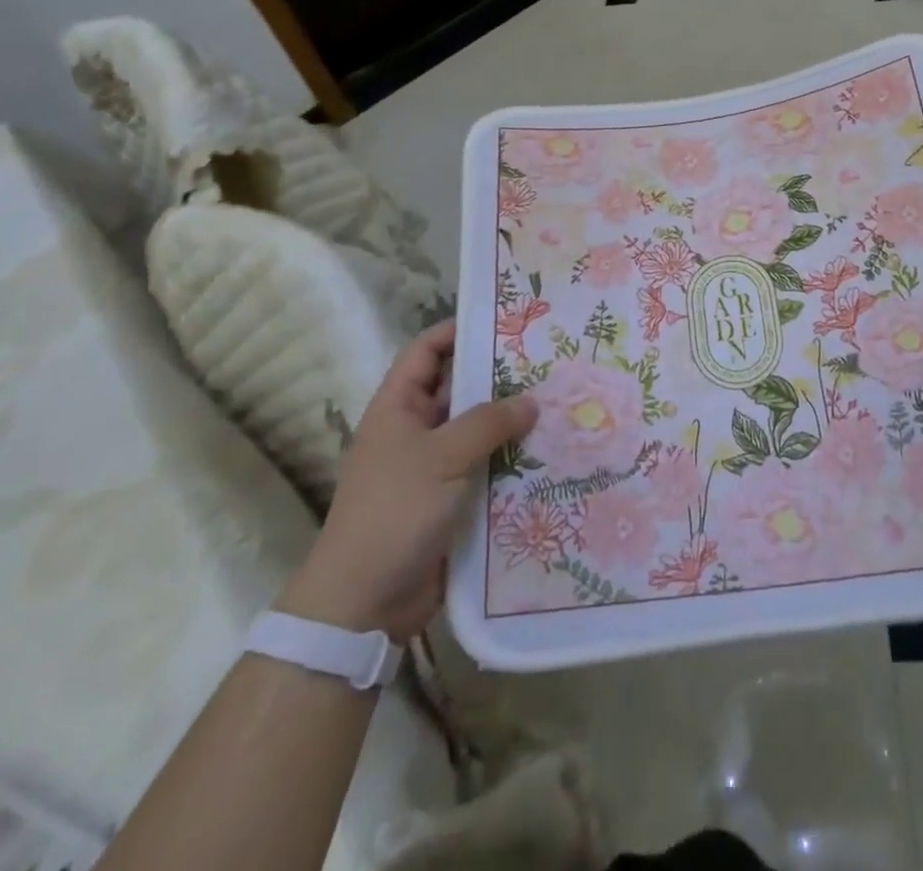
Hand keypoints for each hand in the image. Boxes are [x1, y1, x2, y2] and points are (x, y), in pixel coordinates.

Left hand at [279, 318, 537, 639]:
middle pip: (458, 389)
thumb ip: (488, 423)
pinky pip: (484, 468)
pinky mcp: (449, 501)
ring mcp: (432, 467)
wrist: (363, 602)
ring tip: (558, 403)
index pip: (426, 351)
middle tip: (547, 361)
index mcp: (397, 408)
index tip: (503, 320)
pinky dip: (510, 461)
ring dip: (510, 422)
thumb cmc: (395, 511)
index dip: (457, 330)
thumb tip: (530, 400)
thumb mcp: (442, 456)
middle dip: (498, 376)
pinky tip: (548, 454)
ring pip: (476, 431)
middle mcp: (414, 431)